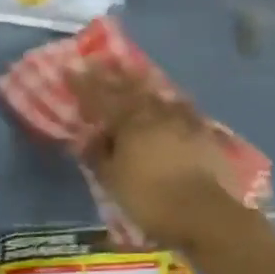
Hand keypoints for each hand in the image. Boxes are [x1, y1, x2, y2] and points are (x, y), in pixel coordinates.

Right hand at [71, 67, 244, 246]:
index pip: (100, 97)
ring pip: (157, 93)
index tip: (70, 69)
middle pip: (130, 87)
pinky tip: (171, 99)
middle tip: (100, 61)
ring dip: (142, 81)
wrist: (204, 212)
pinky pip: (182, 107)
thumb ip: (99, 155)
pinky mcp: (204, 131)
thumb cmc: (150, 198)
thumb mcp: (113, 181)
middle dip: (112, 74)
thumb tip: (90, 137)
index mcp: (129, 121)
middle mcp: (155, 112)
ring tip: (132, 71)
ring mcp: (183, 119)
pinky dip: (170, 101)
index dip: (83, 84)